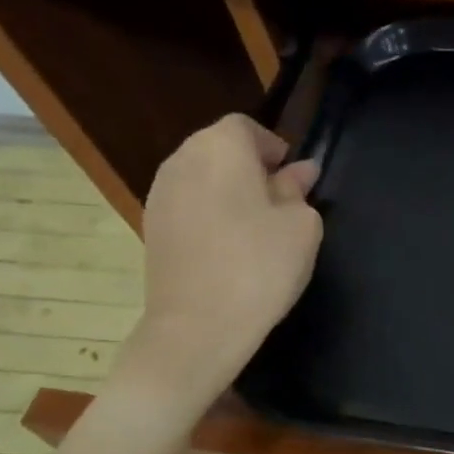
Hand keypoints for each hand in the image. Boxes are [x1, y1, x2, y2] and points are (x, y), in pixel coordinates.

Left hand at [113, 115, 321, 420]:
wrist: (200, 325)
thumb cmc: (261, 266)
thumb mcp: (301, 226)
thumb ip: (299, 192)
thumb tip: (299, 172)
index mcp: (220, 148)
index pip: (246, 128)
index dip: (273, 148)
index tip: (295, 179)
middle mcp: (182, 160)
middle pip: (219, 149)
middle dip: (251, 168)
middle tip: (281, 204)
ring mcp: (160, 194)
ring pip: (202, 178)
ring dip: (230, 193)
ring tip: (258, 230)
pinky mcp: (152, 227)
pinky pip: (189, 205)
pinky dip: (211, 215)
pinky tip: (231, 249)